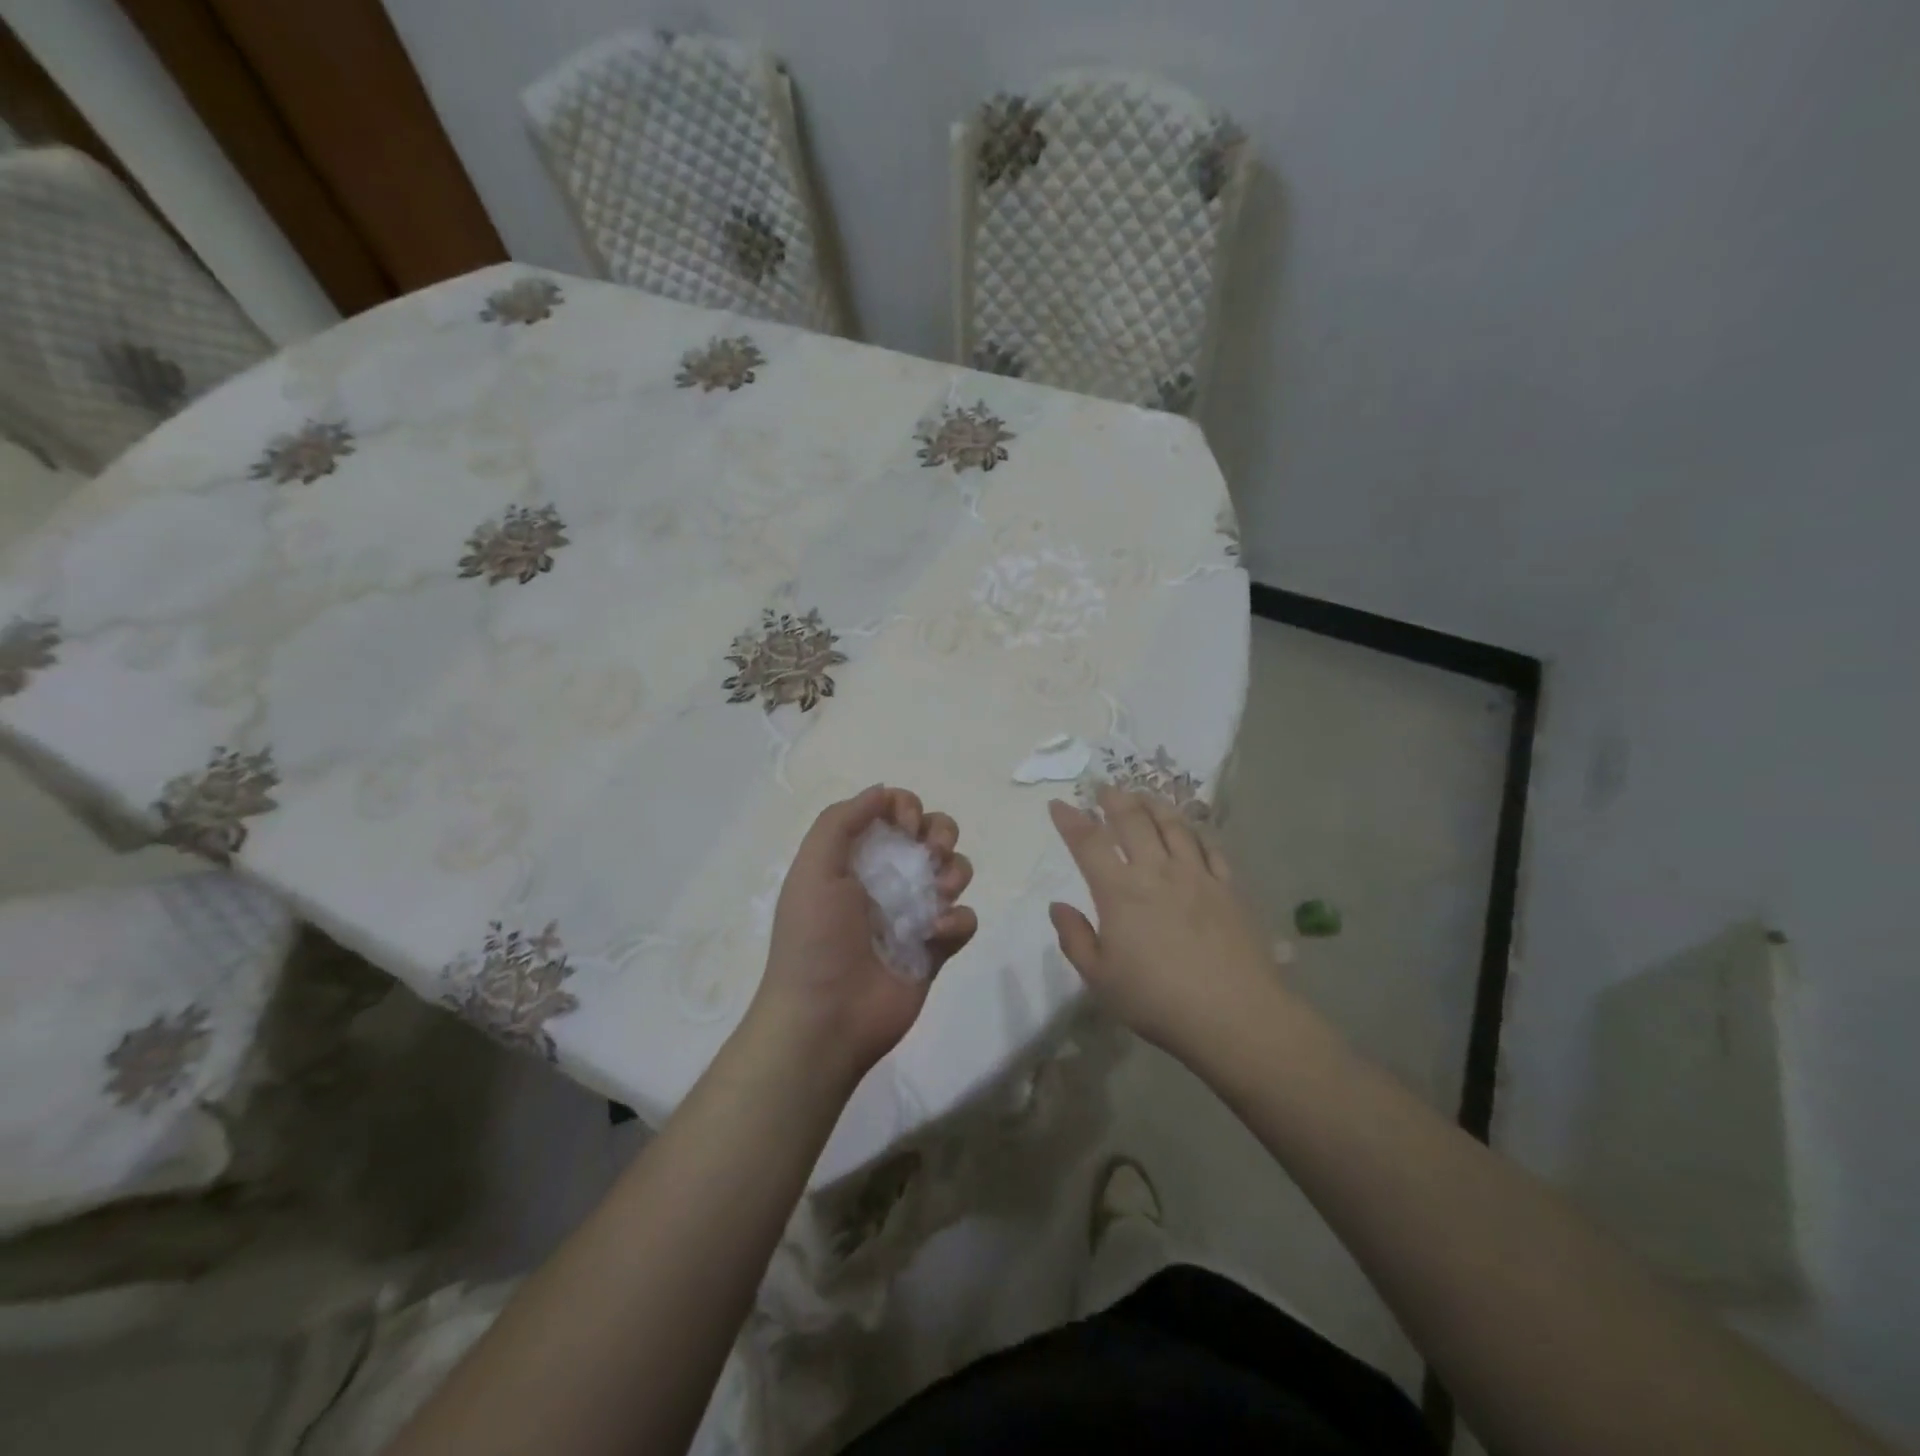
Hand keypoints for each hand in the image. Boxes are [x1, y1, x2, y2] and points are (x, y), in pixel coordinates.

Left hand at [749, 785, 976, 1089]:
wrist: (826, 1018)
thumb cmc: (815, 938)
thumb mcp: (814, 869)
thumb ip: (842, 821)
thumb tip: (883, 791)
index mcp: (856, 858)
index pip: (894, 813)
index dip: (908, 808)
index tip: (907, 826)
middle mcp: (887, 879)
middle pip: (932, 834)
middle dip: (941, 834)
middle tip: (932, 854)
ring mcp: (914, 913)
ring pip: (955, 871)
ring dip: (954, 873)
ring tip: (936, 897)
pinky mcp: (936, 947)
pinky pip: (964, 918)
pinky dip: (957, 920)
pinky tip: (936, 933)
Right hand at [1048, 787, 1279, 1057]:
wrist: (1233, 1014)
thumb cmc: (1156, 1000)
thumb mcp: (1099, 978)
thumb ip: (1075, 939)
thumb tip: (1058, 906)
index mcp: (1119, 892)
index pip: (1088, 842)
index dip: (1070, 820)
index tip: (1058, 804)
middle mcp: (1156, 872)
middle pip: (1133, 821)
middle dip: (1114, 799)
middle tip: (1104, 788)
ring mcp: (1196, 876)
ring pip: (1173, 825)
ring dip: (1154, 805)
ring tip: (1143, 796)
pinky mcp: (1228, 888)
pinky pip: (1209, 847)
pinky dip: (1195, 831)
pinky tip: (1190, 830)